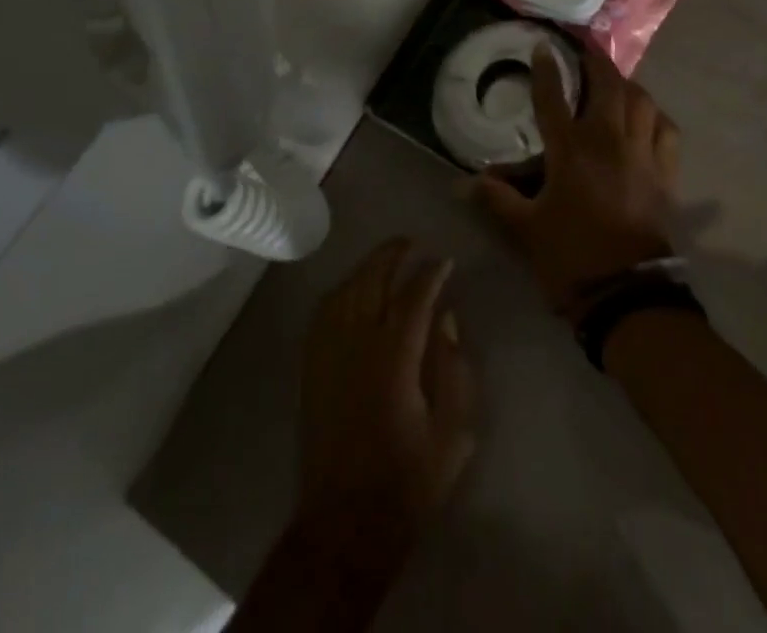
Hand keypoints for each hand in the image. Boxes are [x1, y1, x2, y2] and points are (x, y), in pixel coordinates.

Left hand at [294, 239, 476, 562]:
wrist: (345, 525)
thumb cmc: (407, 482)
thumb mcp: (452, 433)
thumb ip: (454, 369)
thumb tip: (446, 319)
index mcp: (394, 358)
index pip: (414, 296)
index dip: (431, 273)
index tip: (445, 261)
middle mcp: (356, 344)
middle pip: (372, 280)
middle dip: (393, 254)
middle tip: (413, 243)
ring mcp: (328, 353)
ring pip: (345, 290)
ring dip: (367, 267)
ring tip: (387, 258)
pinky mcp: (312, 368)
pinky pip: (324, 312)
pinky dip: (341, 290)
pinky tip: (353, 289)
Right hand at [473, 45, 679, 314]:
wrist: (625, 294)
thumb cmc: (569, 256)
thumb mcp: (525, 228)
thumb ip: (496, 199)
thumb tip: (462, 183)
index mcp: (570, 150)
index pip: (553, 97)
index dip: (547, 69)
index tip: (544, 46)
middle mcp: (608, 141)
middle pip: (607, 85)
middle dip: (597, 61)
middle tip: (586, 50)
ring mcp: (641, 154)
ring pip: (641, 100)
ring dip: (628, 84)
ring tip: (616, 83)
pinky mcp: (665, 172)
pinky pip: (667, 130)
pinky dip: (656, 116)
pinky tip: (648, 118)